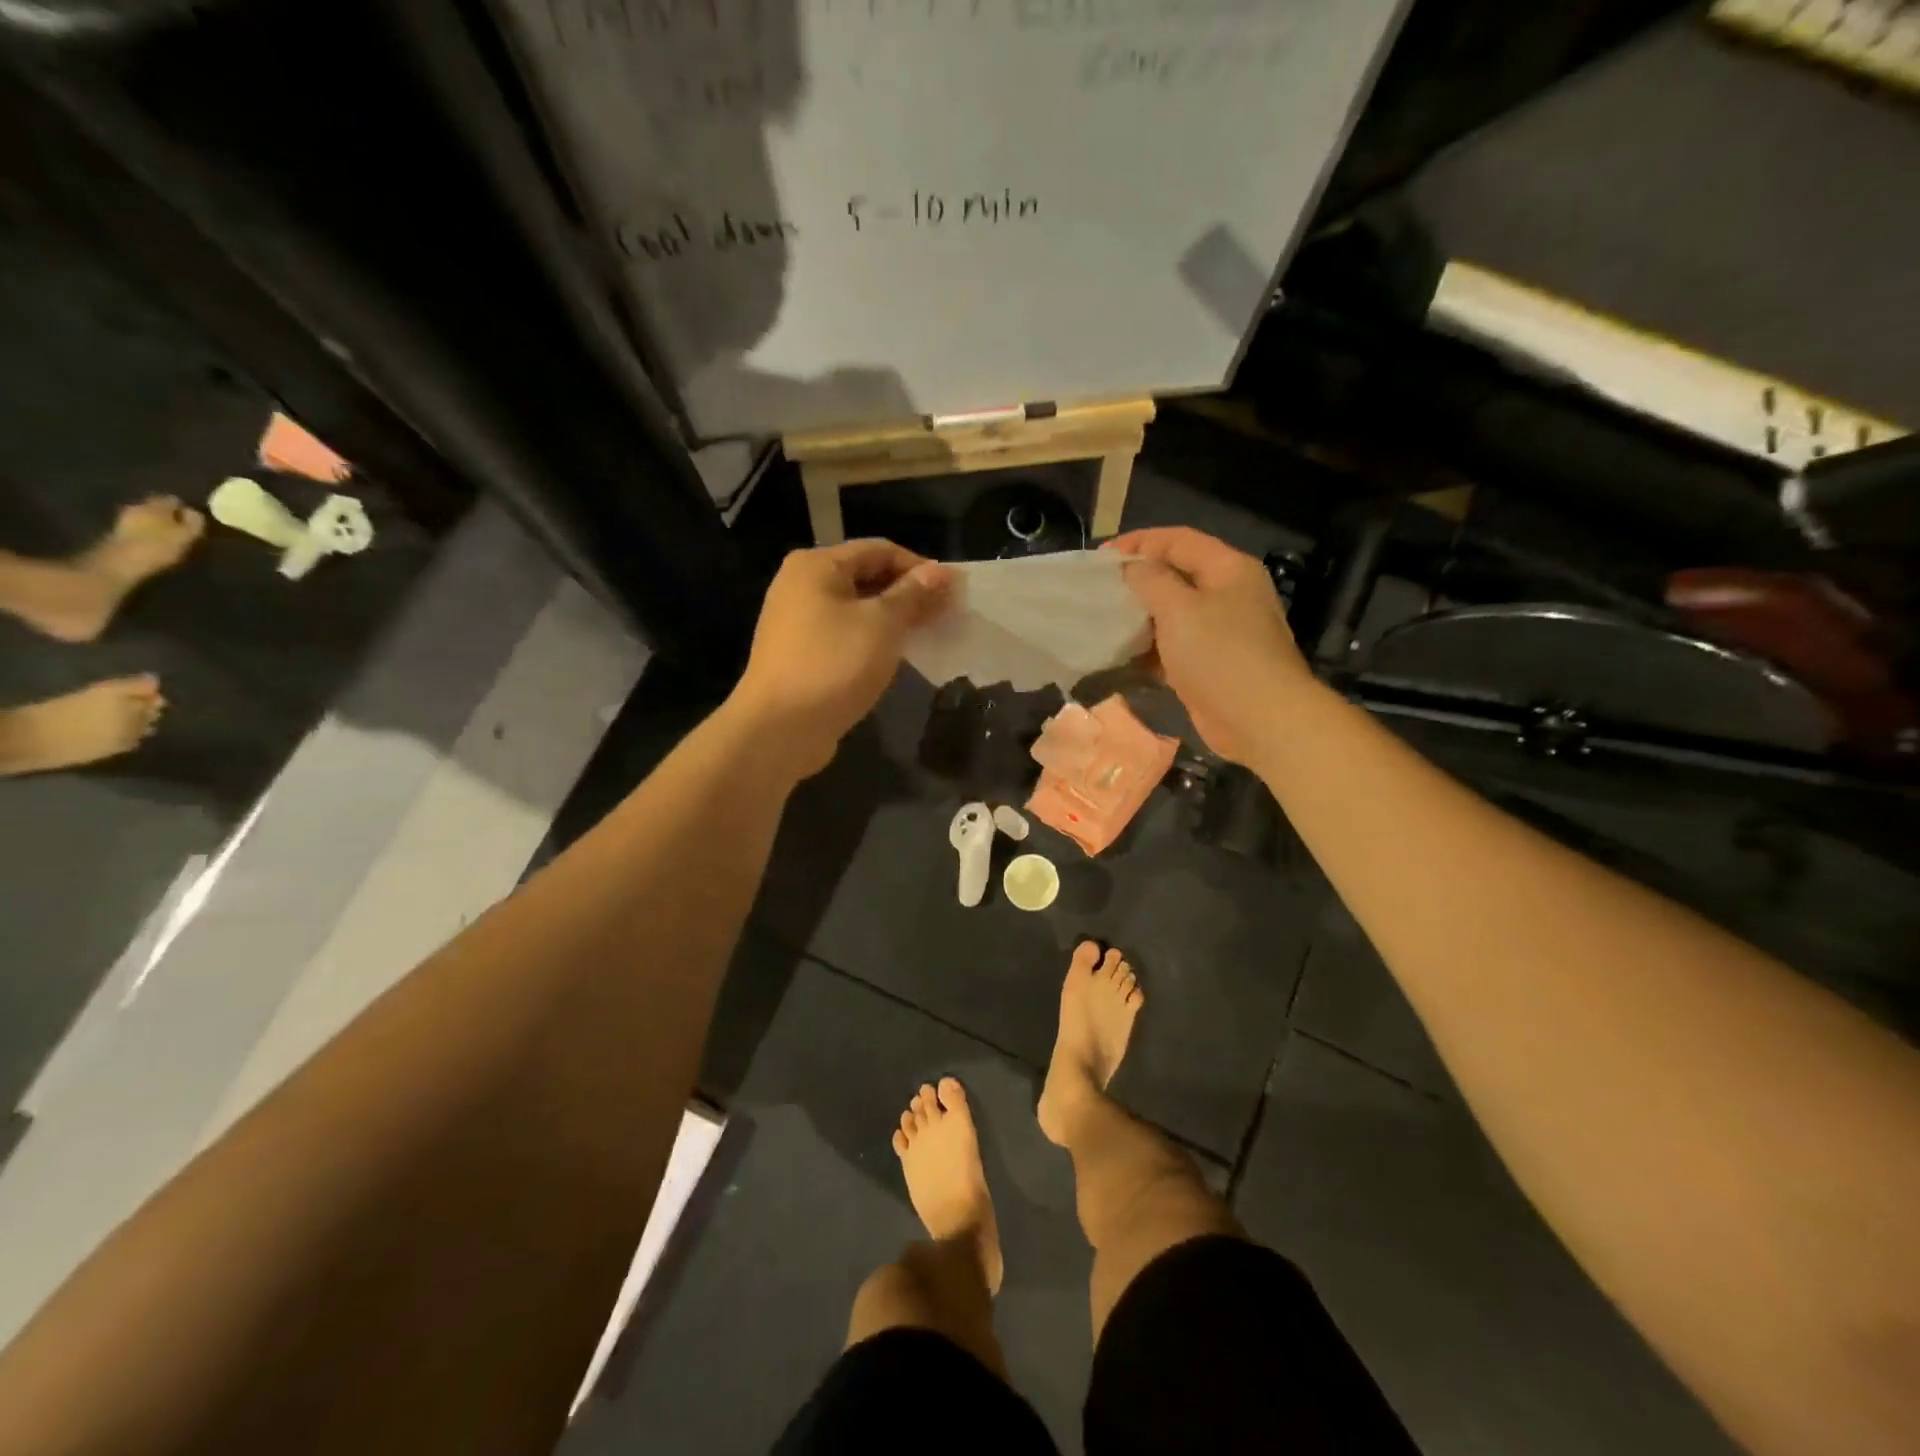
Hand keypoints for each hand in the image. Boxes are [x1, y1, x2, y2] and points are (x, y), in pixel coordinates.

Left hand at [728, 539, 952, 778]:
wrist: (779, 729)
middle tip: (946, 615)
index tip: (953, 592)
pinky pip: (845, 635)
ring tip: (928, 635)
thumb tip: (941, 573)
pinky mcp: (801, 654)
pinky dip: (872, 640)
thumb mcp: (882, 625)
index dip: (920, 567)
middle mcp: (801, 585)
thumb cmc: (833, 665)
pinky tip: (896, 656)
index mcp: (816, 565)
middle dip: (908, 593)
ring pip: (857, 609)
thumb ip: (913, 595)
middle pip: (866, 576)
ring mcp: (797, 622)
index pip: (880, 550)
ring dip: (893, 619)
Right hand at [1107, 527, 1312, 764]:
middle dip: (1138, 580)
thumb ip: (1151, 580)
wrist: (1260, 719)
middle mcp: (1228, 594)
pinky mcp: (1211, 664)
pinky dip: (1150, 648)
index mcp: (1228, 569)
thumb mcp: (1179, 609)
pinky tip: (1123, 655)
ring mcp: (1222, 631)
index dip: (1138, 542)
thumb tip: (1134, 568)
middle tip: (1101, 589)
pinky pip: (1174, 647)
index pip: (1178, 540)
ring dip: (1141, 617)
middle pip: (1177, 575)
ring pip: (1174, 614)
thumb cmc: (1219, 654)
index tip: (1101, 557)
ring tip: (1105, 621)